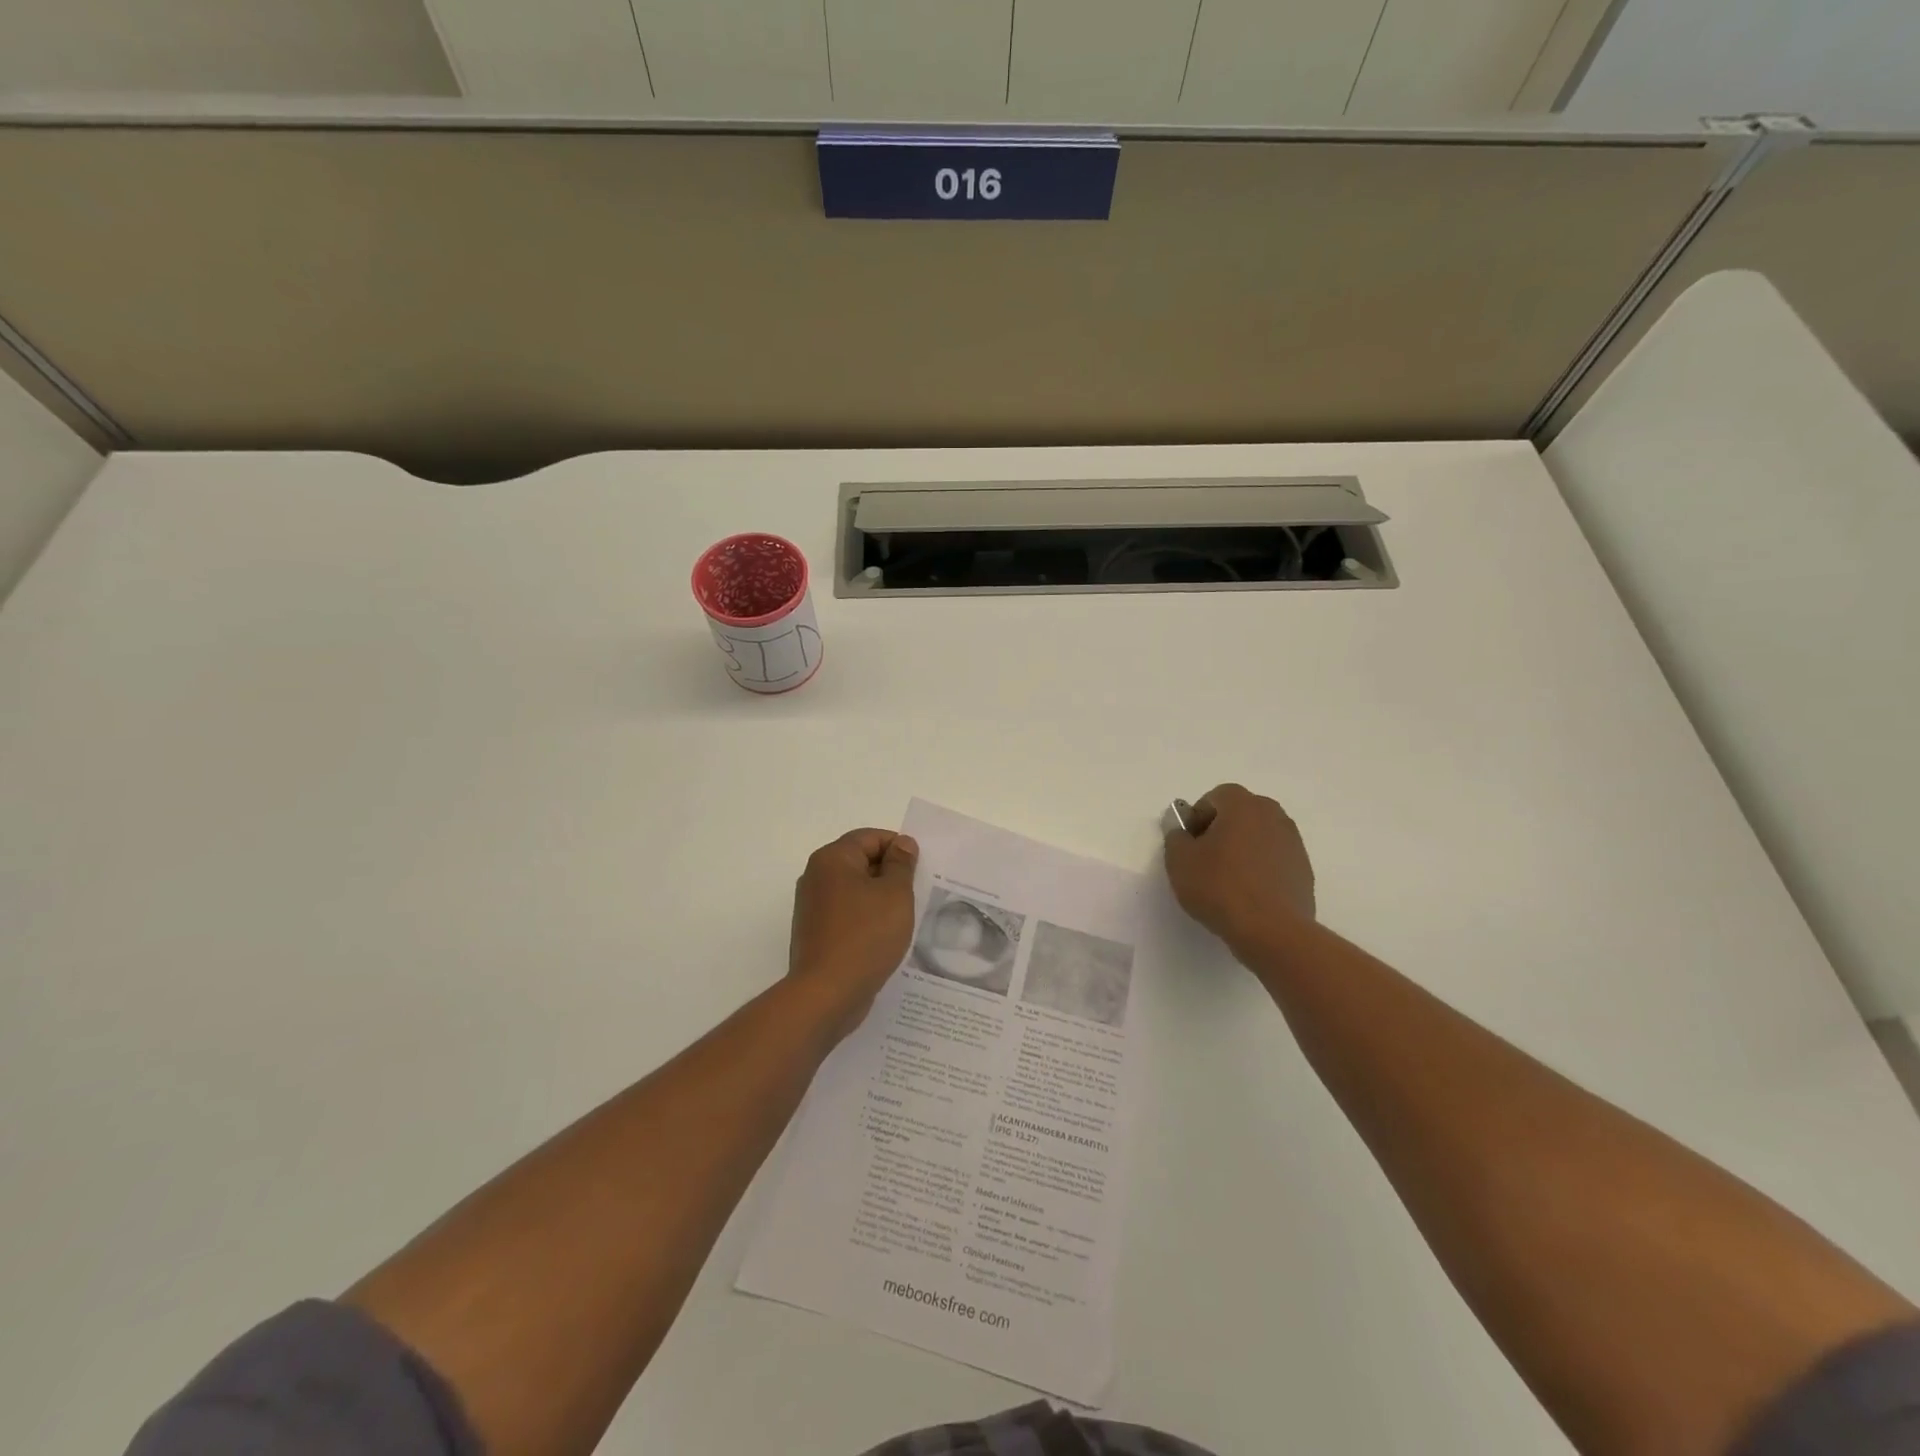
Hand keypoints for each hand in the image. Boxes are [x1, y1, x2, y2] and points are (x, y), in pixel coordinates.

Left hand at [789, 829, 919, 1036]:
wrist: (827, 994)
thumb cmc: (865, 936)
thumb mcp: (895, 894)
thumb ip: (901, 864)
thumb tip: (902, 844)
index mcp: (832, 859)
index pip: (870, 837)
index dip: (898, 848)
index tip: (921, 869)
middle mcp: (816, 876)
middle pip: (860, 861)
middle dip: (890, 873)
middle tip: (918, 892)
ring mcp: (813, 906)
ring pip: (855, 890)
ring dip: (880, 898)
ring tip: (905, 917)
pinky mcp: (815, 933)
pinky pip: (847, 914)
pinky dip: (867, 919)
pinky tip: (885, 937)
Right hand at [1163, 784, 1314, 949]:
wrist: (1272, 931)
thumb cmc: (1220, 887)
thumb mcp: (1179, 861)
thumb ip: (1175, 837)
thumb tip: (1183, 831)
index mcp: (1243, 805)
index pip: (1216, 797)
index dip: (1198, 817)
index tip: (1190, 844)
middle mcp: (1273, 815)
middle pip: (1240, 813)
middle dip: (1221, 830)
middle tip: (1205, 859)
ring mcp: (1293, 842)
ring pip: (1259, 836)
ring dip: (1242, 849)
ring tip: (1227, 880)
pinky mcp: (1303, 870)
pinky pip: (1274, 859)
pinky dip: (1260, 868)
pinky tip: (1248, 895)